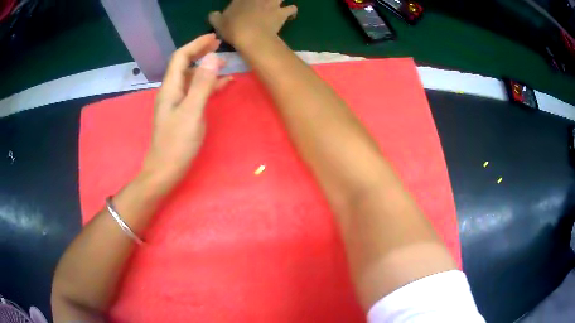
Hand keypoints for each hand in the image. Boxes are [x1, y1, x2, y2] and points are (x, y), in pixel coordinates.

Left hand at [143, 34, 231, 182]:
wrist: (165, 171)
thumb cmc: (177, 143)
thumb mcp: (192, 111)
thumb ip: (202, 84)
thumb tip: (213, 57)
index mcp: (170, 87)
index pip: (180, 57)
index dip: (196, 45)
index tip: (214, 38)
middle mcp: (171, 91)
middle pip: (184, 65)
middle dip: (200, 53)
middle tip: (219, 46)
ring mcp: (176, 103)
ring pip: (191, 78)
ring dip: (206, 69)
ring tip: (225, 65)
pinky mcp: (181, 113)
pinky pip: (195, 92)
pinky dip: (207, 86)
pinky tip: (222, 86)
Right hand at [209, 0, 297, 47]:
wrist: (251, 37)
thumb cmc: (232, 29)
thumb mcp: (218, 23)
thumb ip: (215, 17)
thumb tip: (213, 14)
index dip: (245, 0)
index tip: (246, 2)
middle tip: (265, 3)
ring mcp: (272, 3)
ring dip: (280, 0)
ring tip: (279, 5)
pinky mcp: (282, 13)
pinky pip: (293, 8)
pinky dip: (292, 11)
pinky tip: (290, 15)